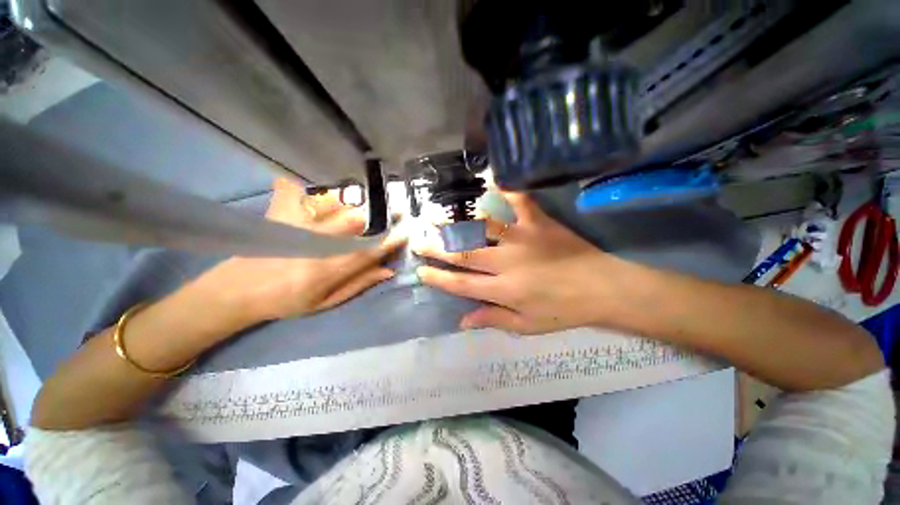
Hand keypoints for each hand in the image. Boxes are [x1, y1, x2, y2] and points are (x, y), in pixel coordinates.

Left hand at [189, 178, 404, 325]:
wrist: (236, 292)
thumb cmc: (287, 301)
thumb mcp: (326, 302)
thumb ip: (359, 284)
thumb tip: (388, 270)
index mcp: (327, 271)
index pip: (368, 252)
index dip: (390, 241)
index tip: (406, 231)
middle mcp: (314, 247)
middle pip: (354, 224)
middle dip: (380, 216)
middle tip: (397, 209)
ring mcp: (294, 228)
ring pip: (332, 207)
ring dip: (353, 202)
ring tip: (365, 200)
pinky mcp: (278, 216)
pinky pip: (293, 192)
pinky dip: (301, 185)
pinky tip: (306, 184)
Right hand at [414, 192, 633, 333]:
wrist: (603, 288)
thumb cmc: (564, 310)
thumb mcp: (528, 325)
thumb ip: (493, 319)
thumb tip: (462, 321)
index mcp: (505, 290)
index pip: (462, 284)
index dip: (439, 279)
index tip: (421, 272)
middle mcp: (508, 263)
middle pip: (465, 254)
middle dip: (438, 249)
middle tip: (420, 241)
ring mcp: (523, 239)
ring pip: (484, 227)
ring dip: (459, 221)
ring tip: (439, 215)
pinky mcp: (539, 223)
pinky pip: (520, 202)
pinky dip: (507, 190)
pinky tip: (491, 180)